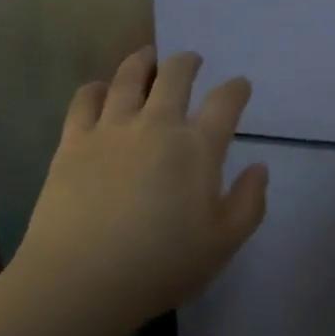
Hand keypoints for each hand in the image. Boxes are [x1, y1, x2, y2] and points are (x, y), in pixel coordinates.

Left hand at [14, 47, 267, 334]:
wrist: (81, 279)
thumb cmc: (160, 266)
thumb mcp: (222, 245)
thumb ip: (248, 203)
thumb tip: (260, 167)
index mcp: (197, 148)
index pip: (225, 102)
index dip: (236, 89)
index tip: (240, 86)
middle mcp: (157, 124)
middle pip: (175, 74)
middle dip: (187, 62)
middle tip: (191, 61)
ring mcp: (112, 127)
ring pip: (129, 76)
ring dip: (143, 61)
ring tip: (148, 56)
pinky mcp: (75, 139)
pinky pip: (86, 99)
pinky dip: (96, 88)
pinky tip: (100, 89)